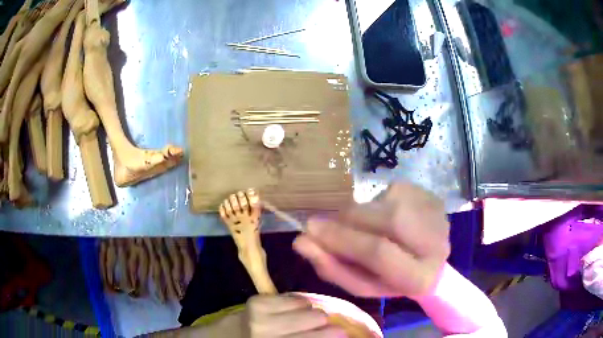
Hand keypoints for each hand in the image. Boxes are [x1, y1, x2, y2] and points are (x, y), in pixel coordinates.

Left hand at [243, 294, 344, 336]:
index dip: (334, 334)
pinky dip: (297, 304)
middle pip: (316, 317)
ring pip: (307, 305)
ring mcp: (261, 315)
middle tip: (324, 325)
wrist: (234, 336)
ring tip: (303, 318)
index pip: (315, 337)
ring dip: (309, 312)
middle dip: (324, 322)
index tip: (345, 332)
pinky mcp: (257, 301)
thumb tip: (338, 331)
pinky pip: (293, 297)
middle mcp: (269, 332)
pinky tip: (291, 311)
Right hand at [294, 182, 449, 298]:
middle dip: (348, 221)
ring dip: (359, 214)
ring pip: (386, 203)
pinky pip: (389, 193)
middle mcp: (437, 242)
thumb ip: (332, 268)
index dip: (341, 239)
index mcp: (420, 277)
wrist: (429, 260)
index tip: (310, 230)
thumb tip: (301, 242)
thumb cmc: (392, 280)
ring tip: (358, 226)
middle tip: (326, 225)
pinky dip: (373, 206)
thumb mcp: (362, 284)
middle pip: (386, 220)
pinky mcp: (429, 195)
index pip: (378, 252)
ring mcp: (435, 213)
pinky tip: (379, 217)